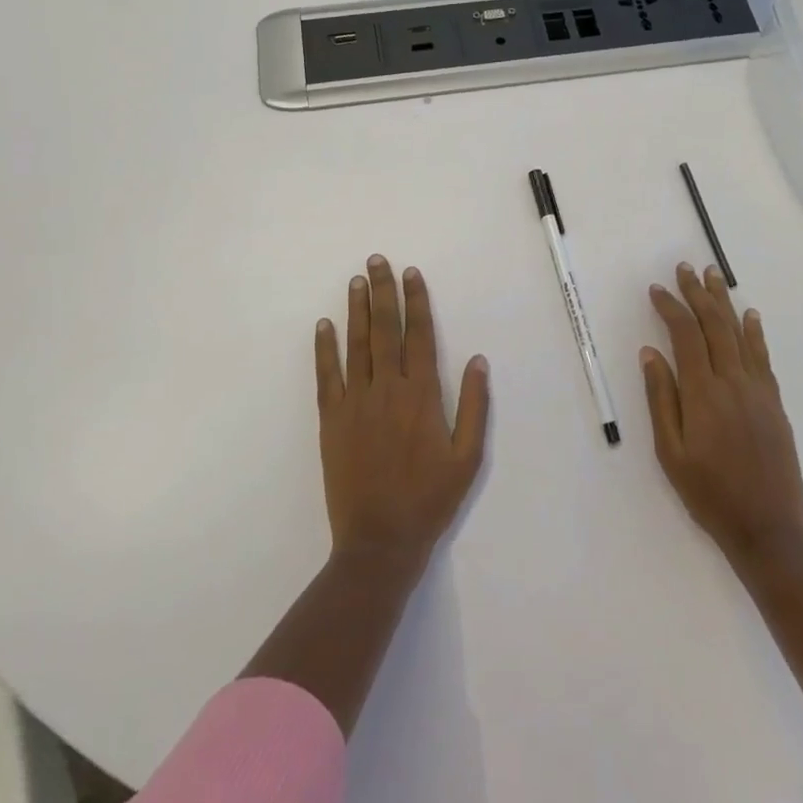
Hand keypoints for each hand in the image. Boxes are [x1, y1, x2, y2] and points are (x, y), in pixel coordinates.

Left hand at [315, 256, 490, 567]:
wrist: (379, 541)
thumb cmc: (430, 500)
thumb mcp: (468, 458)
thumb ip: (474, 406)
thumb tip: (478, 360)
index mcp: (422, 396)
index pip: (419, 335)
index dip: (416, 301)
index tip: (412, 273)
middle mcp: (388, 389)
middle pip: (385, 330)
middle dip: (383, 292)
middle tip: (377, 261)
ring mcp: (355, 403)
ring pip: (357, 345)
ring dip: (357, 309)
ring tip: (356, 280)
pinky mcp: (331, 420)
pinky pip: (326, 376)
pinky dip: (324, 348)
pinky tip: (324, 325)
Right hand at [641, 263, 802, 562]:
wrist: (768, 529)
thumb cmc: (709, 494)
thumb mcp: (670, 452)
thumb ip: (661, 398)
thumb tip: (650, 353)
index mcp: (703, 393)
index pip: (685, 336)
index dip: (670, 308)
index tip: (657, 289)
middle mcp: (733, 382)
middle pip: (714, 326)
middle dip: (697, 294)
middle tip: (685, 268)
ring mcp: (758, 391)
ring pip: (739, 334)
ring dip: (724, 303)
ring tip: (714, 276)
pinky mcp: (774, 403)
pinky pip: (763, 357)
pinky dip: (755, 332)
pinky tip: (750, 315)